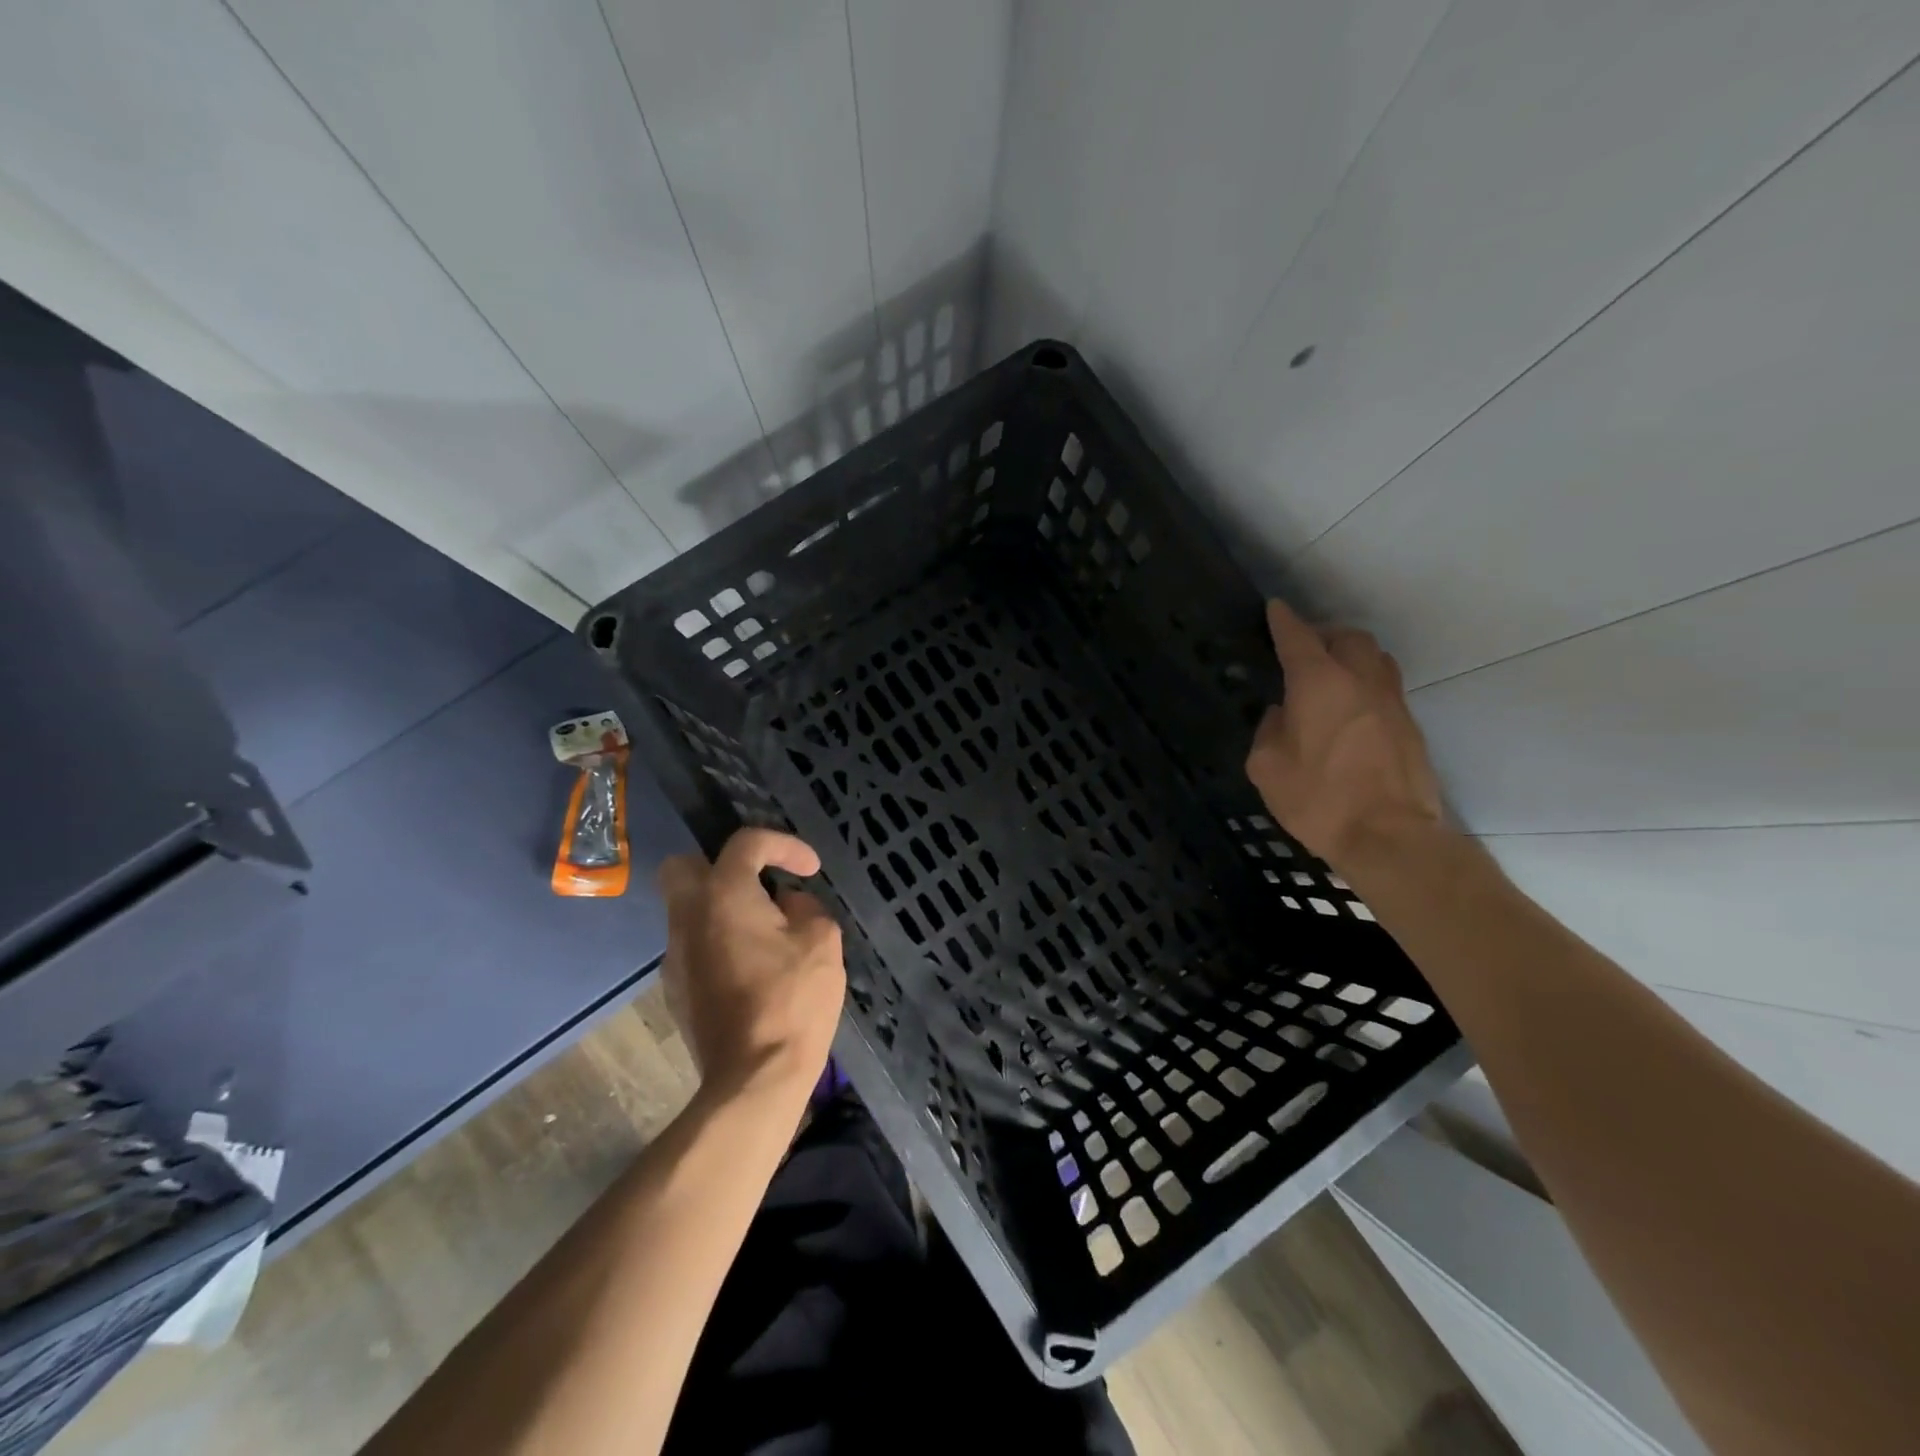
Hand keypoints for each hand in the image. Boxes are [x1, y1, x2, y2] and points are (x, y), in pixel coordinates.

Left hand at [656, 829, 846, 1101]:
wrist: (754, 1078)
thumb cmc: (793, 1000)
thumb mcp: (822, 941)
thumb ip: (806, 908)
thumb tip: (787, 904)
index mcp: (723, 895)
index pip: (746, 843)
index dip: (783, 845)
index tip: (810, 869)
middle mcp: (687, 917)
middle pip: (684, 866)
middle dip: (722, 866)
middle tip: (758, 885)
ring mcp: (675, 956)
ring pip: (686, 910)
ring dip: (721, 907)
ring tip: (764, 932)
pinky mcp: (675, 990)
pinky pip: (692, 946)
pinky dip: (716, 942)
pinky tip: (749, 968)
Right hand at [1245, 600, 1445, 871]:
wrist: (1389, 837)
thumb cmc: (1318, 800)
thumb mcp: (1267, 767)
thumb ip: (1269, 731)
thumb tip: (1282, 715)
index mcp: (1319, 684)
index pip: (1298, 638)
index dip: (1283, 621)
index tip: (1275, 608)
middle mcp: (1360, 681)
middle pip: (1348, 637)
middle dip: (1324, 635)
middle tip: (1304, 650)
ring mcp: (1392, 702)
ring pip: (1376, 658)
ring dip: (1352, 657)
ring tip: (1332, 675)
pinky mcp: (1410, 726)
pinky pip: (1386, 688)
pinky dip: (1366, 685)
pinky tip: (1351, 711)